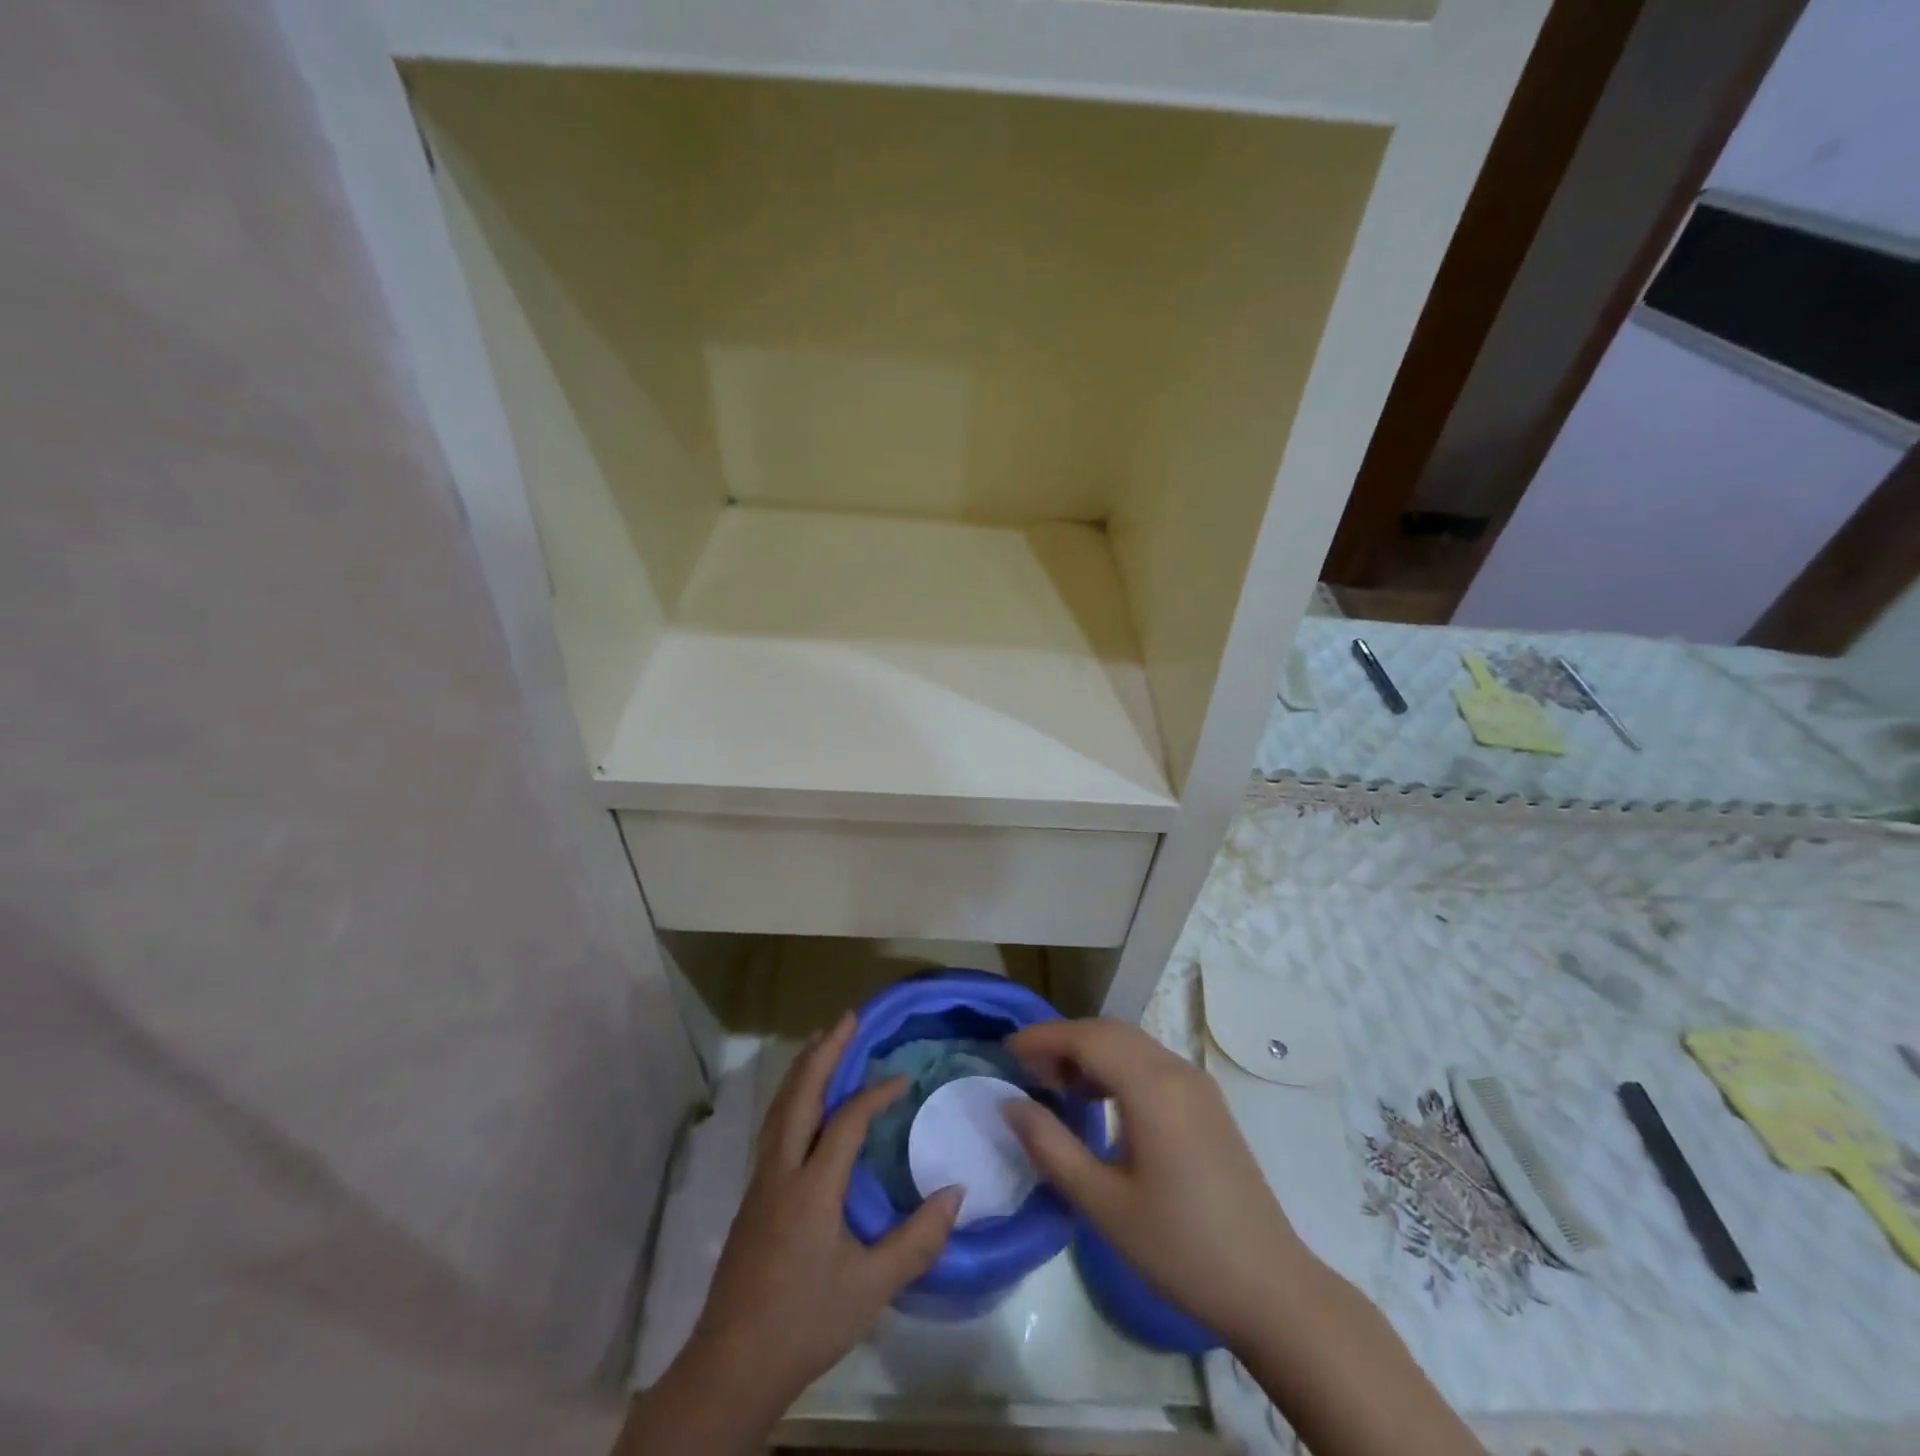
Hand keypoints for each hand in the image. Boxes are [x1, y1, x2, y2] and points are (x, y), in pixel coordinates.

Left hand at [683, 1012, 961, 1419]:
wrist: (731, 1366)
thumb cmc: (805, 1322)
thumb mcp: (872, 1288)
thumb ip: (918, 1239)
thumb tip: (957, 1191)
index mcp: (812, 1186)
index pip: (847, 1119)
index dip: (876, 1093)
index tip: (904, 1079)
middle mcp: (781, 1170)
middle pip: (800, 1095)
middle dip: (824, 1052)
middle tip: (847, 1018)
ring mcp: (761, 1181)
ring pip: (780, 1107)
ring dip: (803, 1069)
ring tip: (822, 1042)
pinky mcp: (753, 1196)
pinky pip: (775, 1126)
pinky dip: (792, 1096)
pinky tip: (804, 1102)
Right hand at [1002, 1017, 1307, 1347]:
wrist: (1270, 1287)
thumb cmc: (1180, 1248)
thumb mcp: (1103, 1203)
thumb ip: (1051, 1147)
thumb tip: (1011, 1104)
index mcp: (1152, 1087)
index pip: (1087, 1037)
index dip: (1042, 1037)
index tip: (1006, 1052)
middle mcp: (1176, 1070)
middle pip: (1109, 1031)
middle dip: (1064, 1041)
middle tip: (1028, 1071)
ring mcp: (1197, 1084)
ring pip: (1131, 1043)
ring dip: (1091, 1051)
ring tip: (1058, 1086)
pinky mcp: (1207, 1102)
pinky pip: (1151, 1062)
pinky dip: (1117, 1065)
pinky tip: (1100, 1102)